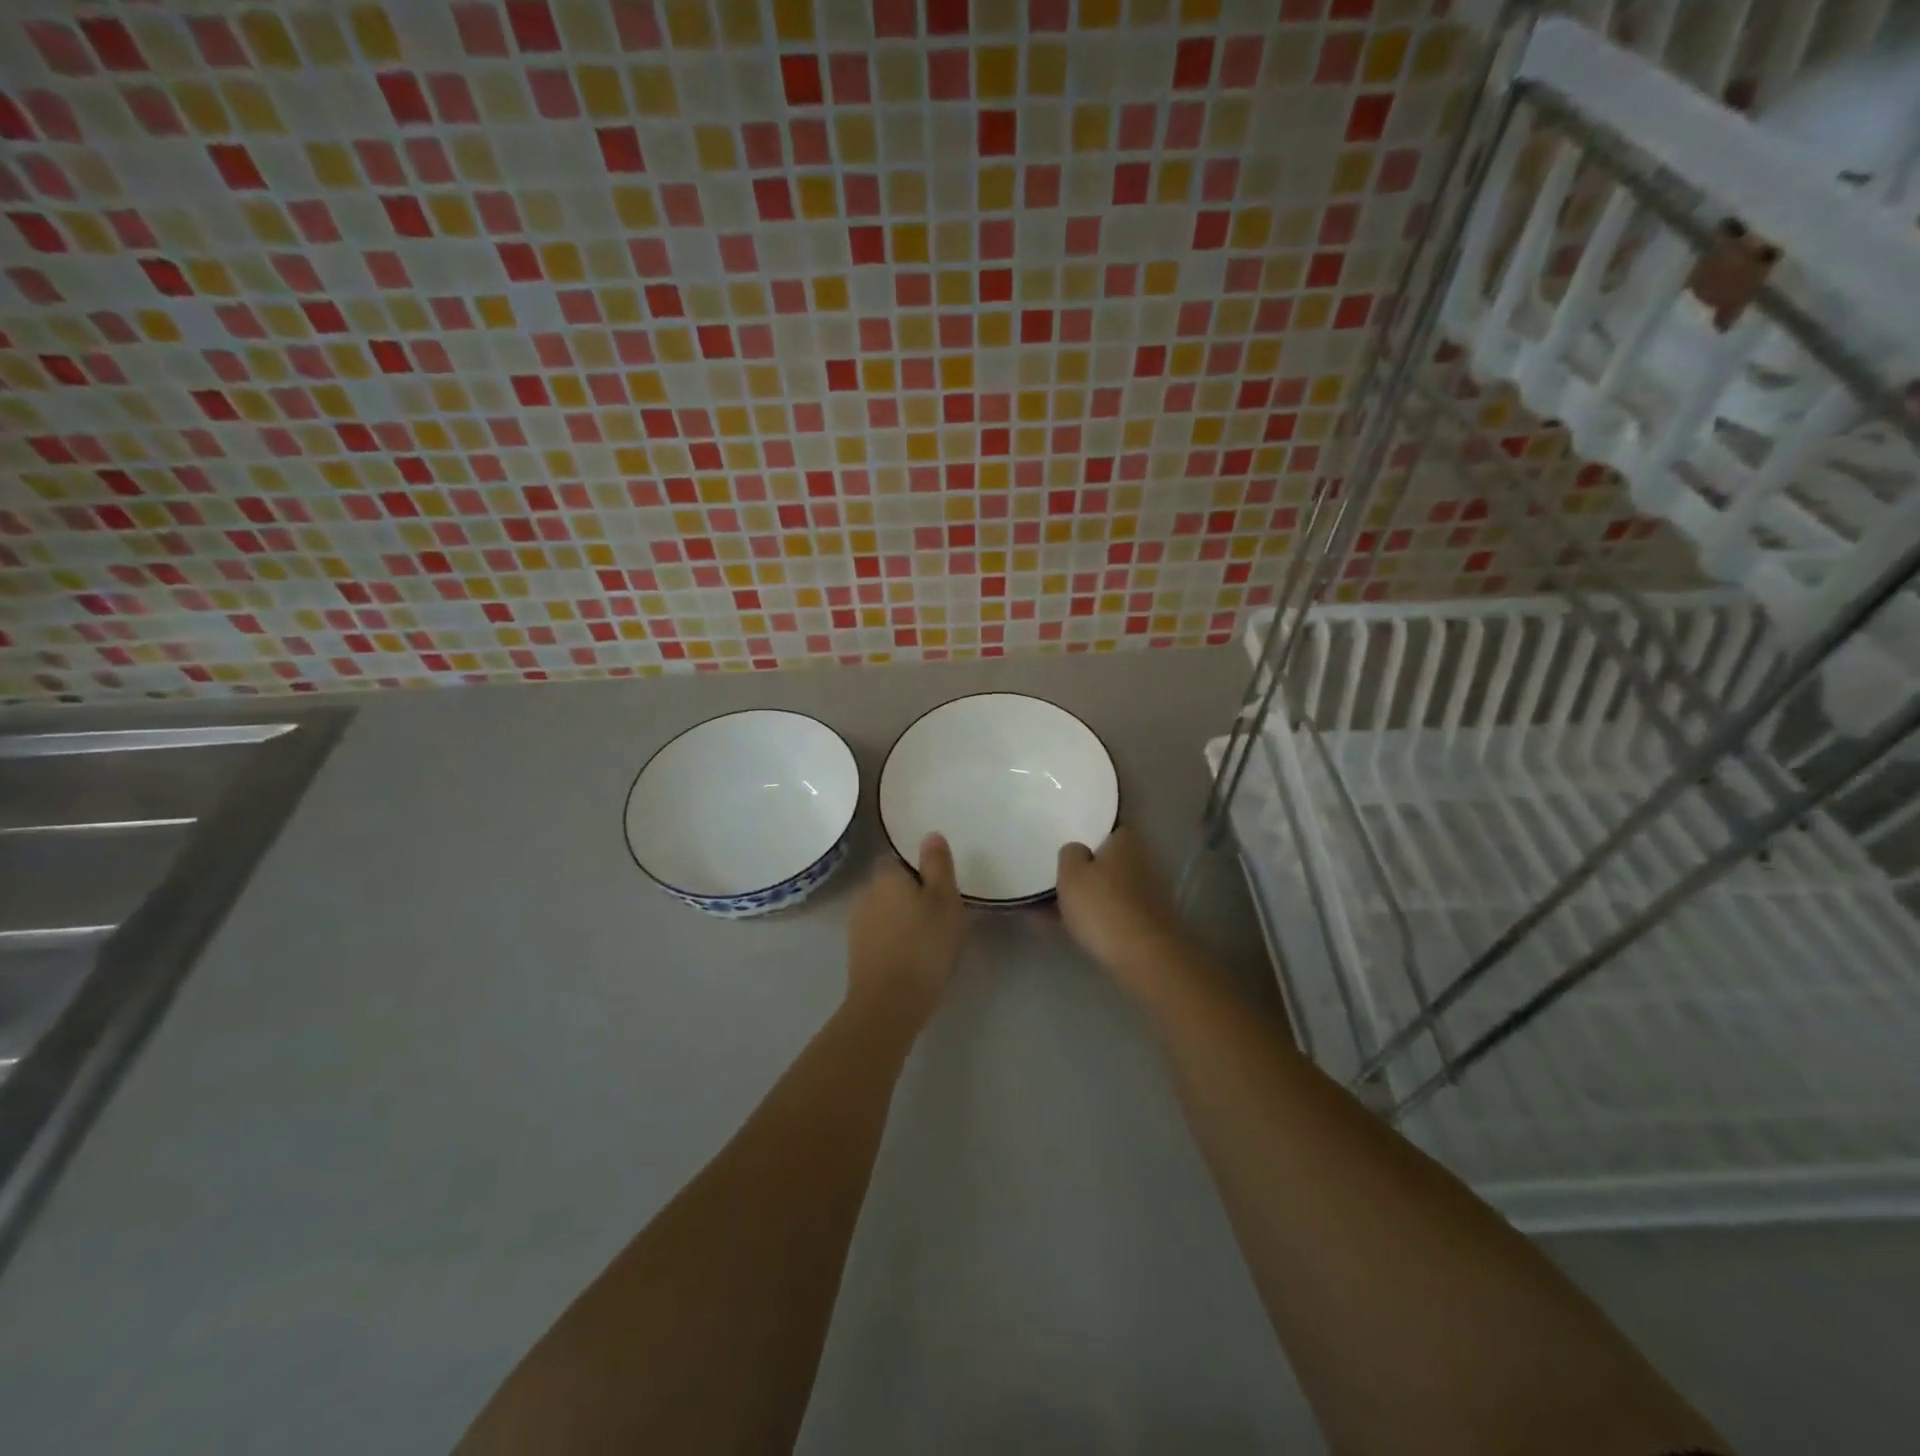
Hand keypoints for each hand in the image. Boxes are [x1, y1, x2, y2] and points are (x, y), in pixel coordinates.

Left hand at [845, 833, 965, 1021]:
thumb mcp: (944, 899)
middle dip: (909, 895)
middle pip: (889, 886)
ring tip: (928, 939)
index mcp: (885, 876)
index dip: (917, 870)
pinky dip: (893, 940)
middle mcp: (864, 894)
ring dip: (901, 919)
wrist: (890, 1003)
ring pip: (883, 912)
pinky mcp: (856, 954)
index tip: (938, 887)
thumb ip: (937, 864)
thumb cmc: (925, 944)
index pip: (896, 859)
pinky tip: (912, 957)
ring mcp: (856, 926)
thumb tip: (930, 834)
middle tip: (939, 914)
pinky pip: (879, 936)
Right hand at [1056, 828, 1188, 983]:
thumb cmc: (1103, 906)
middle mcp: (1139, 862)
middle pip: (1104, 861)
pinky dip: (1086, 917)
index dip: (1085, 833)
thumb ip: (1070, 854)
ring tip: (1040, 908)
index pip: (1106, 828)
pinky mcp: (1142, 923)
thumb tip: (1077, 850)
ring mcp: (1143, 894)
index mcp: (1125, 842)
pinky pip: (1106, 912)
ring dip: (1079, 897)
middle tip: (1050, 876)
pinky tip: (1055, 927)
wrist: (1144, 957)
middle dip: (1080, 870)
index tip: (1064, 841)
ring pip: (1103, 889)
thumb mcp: (1071, 873)